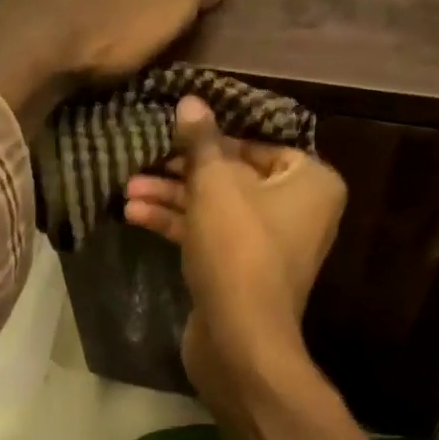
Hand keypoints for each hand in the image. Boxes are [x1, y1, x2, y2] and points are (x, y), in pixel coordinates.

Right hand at [123, 96, 346, 398]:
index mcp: (311, 182)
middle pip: (234, 177)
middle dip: (183, 171)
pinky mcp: (242, 271)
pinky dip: (179, 225)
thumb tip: (191, 101)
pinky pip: (211, 236)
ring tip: (127, 190)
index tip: (176, 132)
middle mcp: (298, 210)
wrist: (240, 338)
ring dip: (173, 198)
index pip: (260, 145)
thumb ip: (201, 142)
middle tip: (143, 161)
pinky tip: (135, 216)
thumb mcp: (214, 185)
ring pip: (217, 208)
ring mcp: (270, 245)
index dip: (215, 138)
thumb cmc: (238, 249)